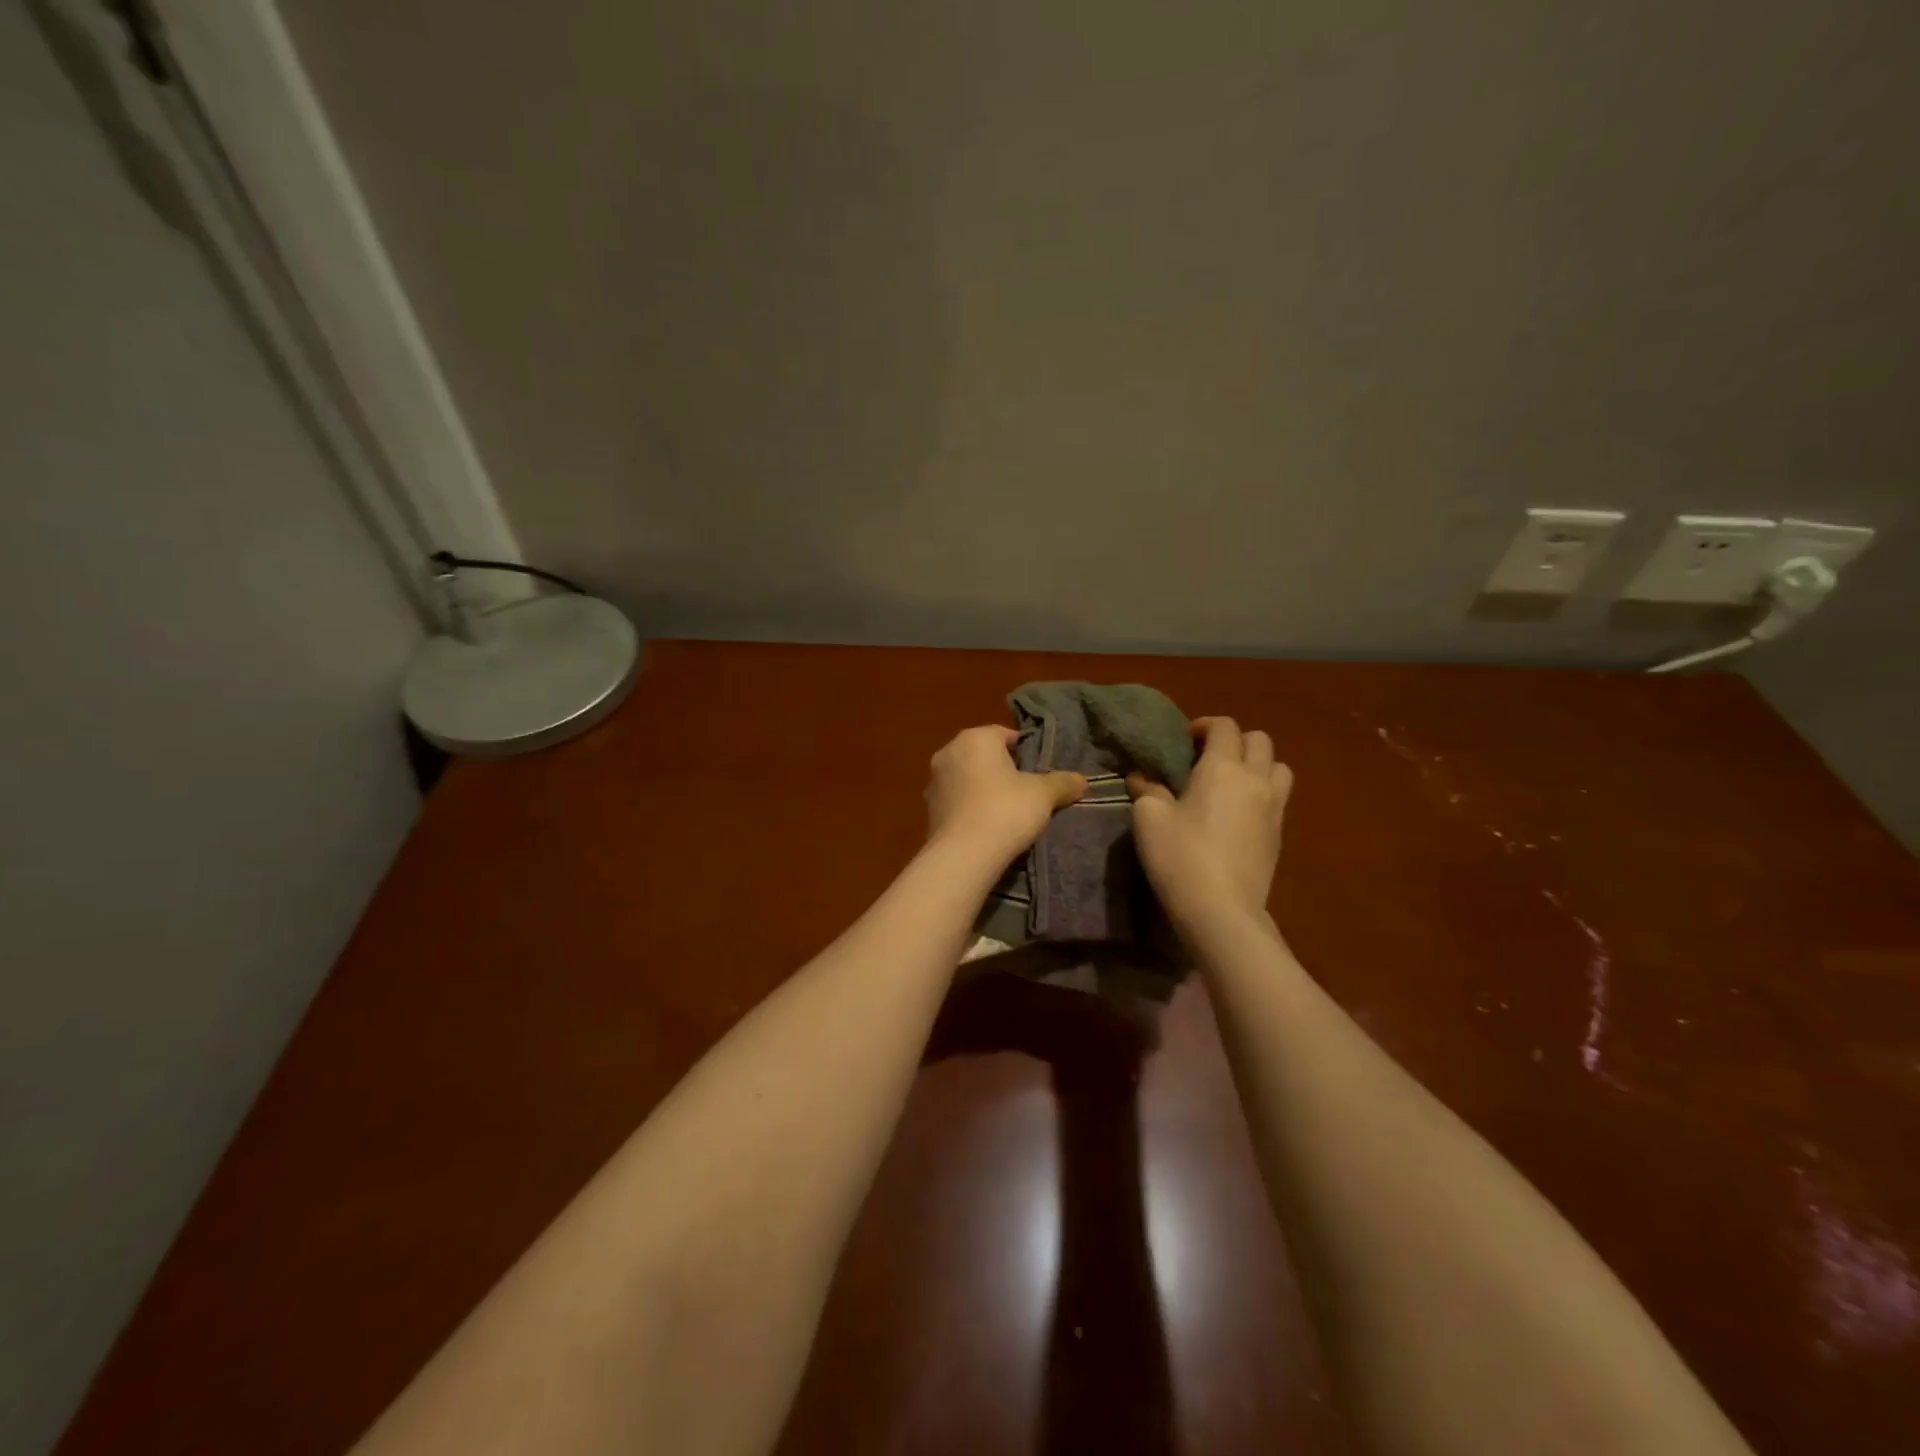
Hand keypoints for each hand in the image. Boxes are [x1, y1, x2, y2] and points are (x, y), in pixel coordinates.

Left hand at [926, 725, 1084, 862]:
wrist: (964, 855)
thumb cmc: (1006, 810)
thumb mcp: (1043, 794)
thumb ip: (1063, 782)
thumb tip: (1082, 780)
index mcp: (975, 738)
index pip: (1005, 735)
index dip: (1026, 752)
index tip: (1039, 772)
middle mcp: (949, 751)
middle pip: (984, 755)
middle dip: (1003, 770)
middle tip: (1027, 792)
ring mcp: (934, 781)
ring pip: (968, 778)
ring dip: (984, 789)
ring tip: (1007, 812)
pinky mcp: (928, 809)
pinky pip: (957, 800)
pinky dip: (971, 808)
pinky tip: (987, 826)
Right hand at [1128, 716, 1291, 924]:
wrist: (1221, 910)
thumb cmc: (1180, 856)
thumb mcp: (1149, 818)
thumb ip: (1147, 790)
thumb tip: (1141, 777)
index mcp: (1223, 767)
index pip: (1225, 726)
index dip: (1205, 725)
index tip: (1185, 740)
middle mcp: (1255, 779)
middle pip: (1259, 740)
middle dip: (1234, 740)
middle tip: (1207, 757)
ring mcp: (1274, 808)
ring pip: (1278, 767)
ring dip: (1257, 764)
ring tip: (1231, 782)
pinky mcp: (1279, 835)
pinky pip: (1278, 797)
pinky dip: (1262, 792)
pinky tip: (1238, 813)